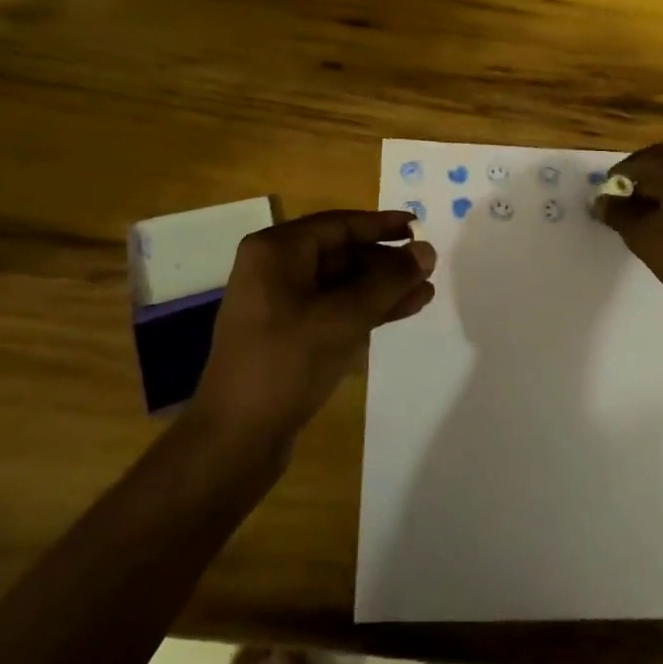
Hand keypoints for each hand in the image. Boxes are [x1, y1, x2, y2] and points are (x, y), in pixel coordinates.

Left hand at [189, 210, 435, 450]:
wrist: (235, 438)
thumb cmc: (286, 364)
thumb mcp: (344, 317)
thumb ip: (389, 282)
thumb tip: (427, 251)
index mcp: (276, 251)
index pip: (339, 225)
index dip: (382, 225)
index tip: (419, 226)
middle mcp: (274, 268)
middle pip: (341, 253)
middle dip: (385, 262)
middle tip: (427, 267)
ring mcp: (279, 303)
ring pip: (340, 284)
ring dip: (381, 288)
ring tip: (425, 293)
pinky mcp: (287, 334)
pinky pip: (332, 309)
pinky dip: (364, 310)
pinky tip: (400, 312)